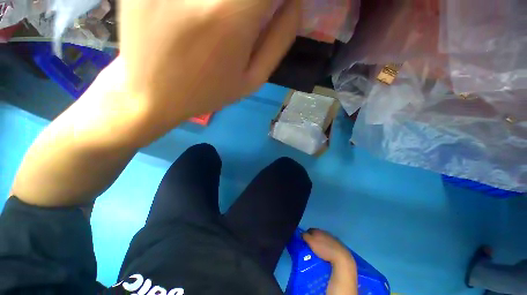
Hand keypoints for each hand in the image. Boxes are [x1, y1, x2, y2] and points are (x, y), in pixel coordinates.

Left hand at [115, 0, 300, 137]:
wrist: (151, 92)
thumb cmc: (208, 92)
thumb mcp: (251, 80)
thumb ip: (278, 40)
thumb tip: (295, 2)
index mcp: (230, 17)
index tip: (278, 7)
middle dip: (254, 2)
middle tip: (251, 14)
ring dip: (233, 4)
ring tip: (225, 19)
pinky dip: (209, 4)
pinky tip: (202, 14)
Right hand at [303, 229, 357, 294]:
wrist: (341, 257)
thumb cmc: (324, 249)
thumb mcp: (311, 242)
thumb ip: (305, 236)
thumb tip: (301, 233)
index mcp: (318, 230)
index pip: (309, 230)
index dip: (306, 235)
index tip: (304, 241)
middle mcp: (325, 232)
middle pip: (317, 233)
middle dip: (313, 238)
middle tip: (310, 246)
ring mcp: (332, 238)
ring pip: (324, 238)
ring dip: (320, 242)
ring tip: (318, 250)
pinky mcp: (338, 244)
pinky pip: (330, 243)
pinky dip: (327, 246)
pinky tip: (326, 252)